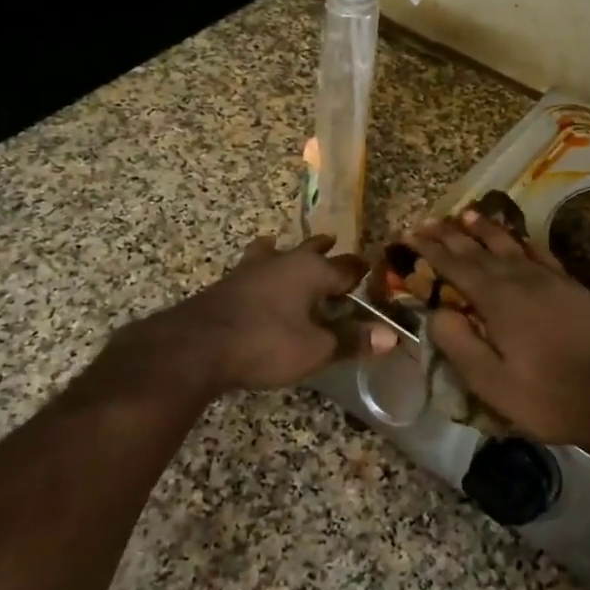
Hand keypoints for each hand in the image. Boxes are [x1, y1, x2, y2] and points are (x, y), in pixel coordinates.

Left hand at [112, 235, 396, 396]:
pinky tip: (253, 278)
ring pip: (274, 253)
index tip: (371, 266)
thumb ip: (352, 340)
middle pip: (309, 250)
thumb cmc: (265, 343)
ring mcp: (251, 271)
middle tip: (331, 240)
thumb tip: (392, 336)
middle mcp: (283, 262)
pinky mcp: (227, 285)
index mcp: (310, 271)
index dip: (360, 270)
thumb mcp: (315, 349)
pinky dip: (261, 268)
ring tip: (280, 244)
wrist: (196, 346)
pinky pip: (253, 269)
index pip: (346, 267)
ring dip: (284, 251)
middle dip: (323, 249)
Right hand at [404, 212, 589, 449]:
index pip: (456, 267)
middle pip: (480, 250)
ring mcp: (553, 281)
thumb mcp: (491, 383)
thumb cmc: (548, 397)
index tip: (409, 234)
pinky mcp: (576, 289)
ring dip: (487, 230)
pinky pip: (543, 256)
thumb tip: (436, 312)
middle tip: (429, 220)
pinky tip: (521, 241)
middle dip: (451, 235)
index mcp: (498, 301)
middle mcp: (523, 280)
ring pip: (512, 246)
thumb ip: (459, 345)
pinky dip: (526, 244)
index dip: (430, 250)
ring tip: (468, 215)